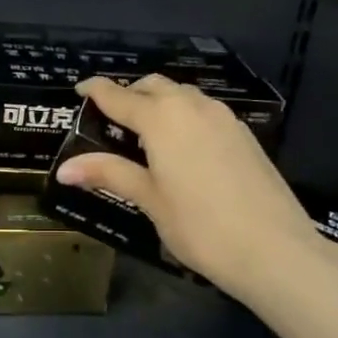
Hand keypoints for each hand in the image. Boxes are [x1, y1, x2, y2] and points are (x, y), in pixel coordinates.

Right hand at [57, 76, 324, 301]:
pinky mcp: (244, 135)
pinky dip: (183, 117)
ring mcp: (224, 119)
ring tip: (144, 134)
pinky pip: (204, 112)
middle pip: (154, 86)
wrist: (275, 250)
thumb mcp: (149, 200)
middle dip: (130, 94)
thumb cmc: (200, 226)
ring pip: (183, 96)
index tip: (80, 89)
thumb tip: (63, 169)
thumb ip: (109, 174)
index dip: (96, 90)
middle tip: (110, 118)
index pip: (119, 95)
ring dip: (159, 103)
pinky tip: (181, 147)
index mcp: (162, 119)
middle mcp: (193, 107)